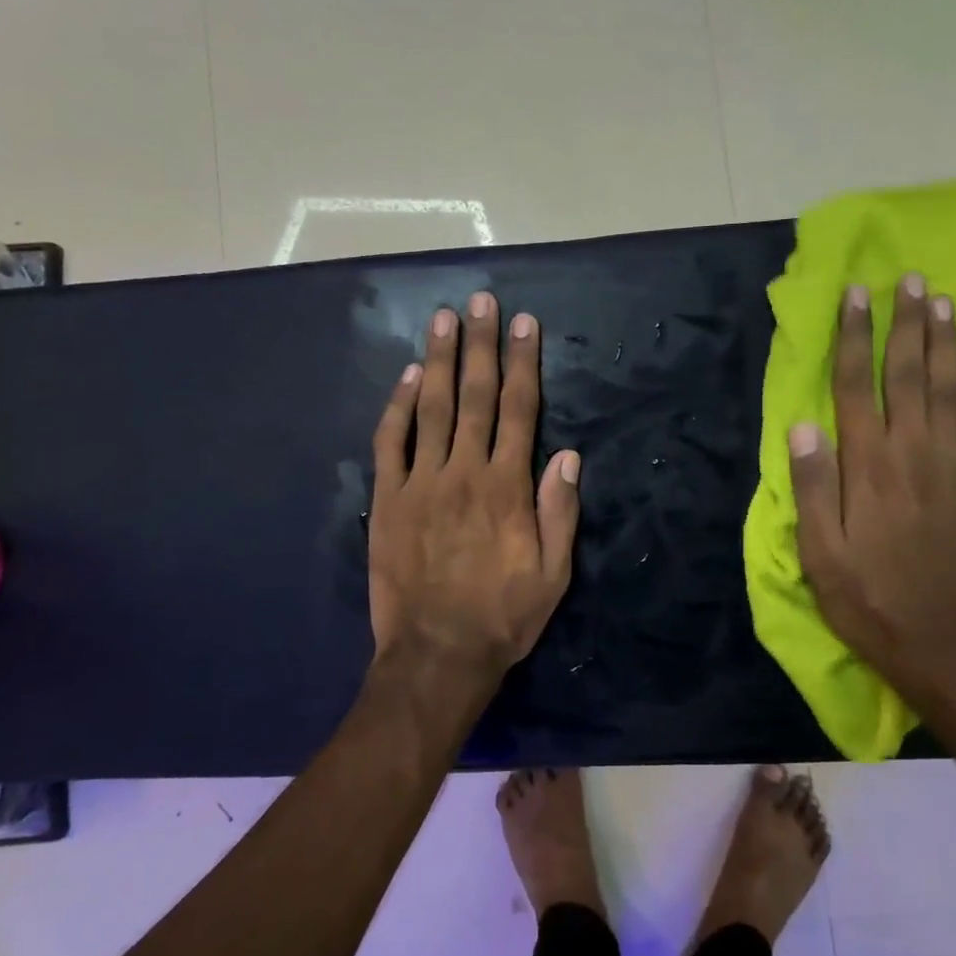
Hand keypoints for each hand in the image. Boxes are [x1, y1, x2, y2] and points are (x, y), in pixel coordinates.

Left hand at [368, 291, 579, 690]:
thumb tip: (568, 455)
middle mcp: (463, 472)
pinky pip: (390, 443)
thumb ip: (560, 511)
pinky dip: (396, 407)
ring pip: (429, 408)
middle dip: (479, 345)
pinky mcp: (387, 500)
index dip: (522, 363)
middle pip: (473, 396)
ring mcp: (419, 483)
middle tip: (481, 301)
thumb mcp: (553, 573)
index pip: (518, 410)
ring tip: (443, 319)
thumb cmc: (503, 616)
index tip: (524, 324)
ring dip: (436, 360)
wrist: (436, 654)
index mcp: (507, 487)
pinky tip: (404, 377)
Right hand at [789, 275, 955, 685]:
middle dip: (905, 323)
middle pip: (908, 375)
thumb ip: (811, 485)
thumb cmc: (864, 594)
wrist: (937, 640)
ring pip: (949, 389)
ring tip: (941, 301)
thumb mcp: (818, 550)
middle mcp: (911, 453)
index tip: (855, 296)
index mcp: (866, 466)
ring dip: (944, 341)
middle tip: (908, 280)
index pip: (855, 387)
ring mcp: (952, 466)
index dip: (854, 338)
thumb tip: (802, 427)